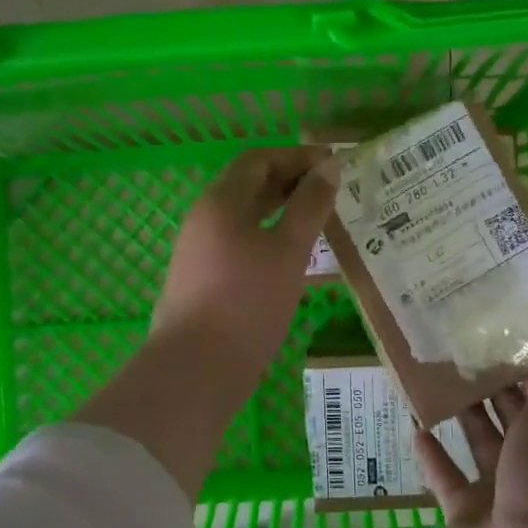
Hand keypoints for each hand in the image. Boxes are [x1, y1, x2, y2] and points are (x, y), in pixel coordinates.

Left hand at [150, 146, 339, 384]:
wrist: (195, 369)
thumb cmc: (247, 302)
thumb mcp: (288, 251)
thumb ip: (310, 205)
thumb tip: (329, 166)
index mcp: (221, 202)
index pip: (258, 160)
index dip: (296, 157)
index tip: (333, 164)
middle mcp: (204, 218)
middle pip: (248, 185)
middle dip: (289, 181)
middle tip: (330, 190)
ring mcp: (198, 249)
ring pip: (244, 216)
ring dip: (280, 210)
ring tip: (317, 220)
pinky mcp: (201, 278)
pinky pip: (238, 241)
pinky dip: (267, 235)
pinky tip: (291, 256)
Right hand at [415, 316, 527, 527]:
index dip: (525, 359)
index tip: (496, 323)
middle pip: (511, 414)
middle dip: (488, 380)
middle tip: (454, 337)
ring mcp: (502, 494)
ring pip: (478, 441)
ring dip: (458, 410)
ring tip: (430, 369)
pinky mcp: (467, 517)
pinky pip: (447, 477)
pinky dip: (432, 454)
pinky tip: (412, 422)